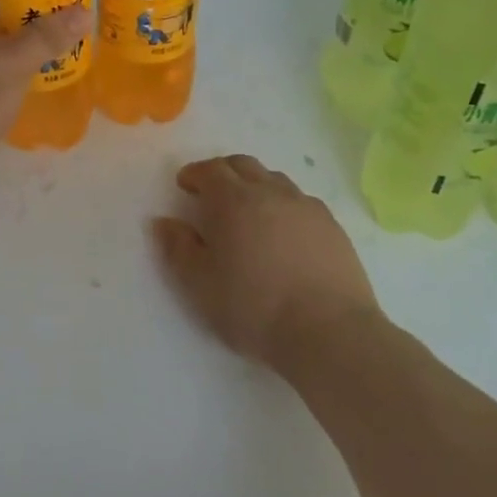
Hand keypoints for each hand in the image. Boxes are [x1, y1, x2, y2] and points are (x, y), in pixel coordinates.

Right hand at [153, 155, 380, 371]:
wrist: (329, 331)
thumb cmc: (255, 308)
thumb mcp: (200, 285)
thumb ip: (179, 248)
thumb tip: (164, 222)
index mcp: (233, 201)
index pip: (210, 170)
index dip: (194, 174)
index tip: (185, 186)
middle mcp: (270, 192)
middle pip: (243, 164)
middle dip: (223, 172)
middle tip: (212, 193)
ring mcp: (305, 206)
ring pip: (274, 179)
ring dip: (255, 185)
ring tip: (248, 211)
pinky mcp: (332, 225)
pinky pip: (301, 201)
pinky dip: (283, 205)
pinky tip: (284, 231)